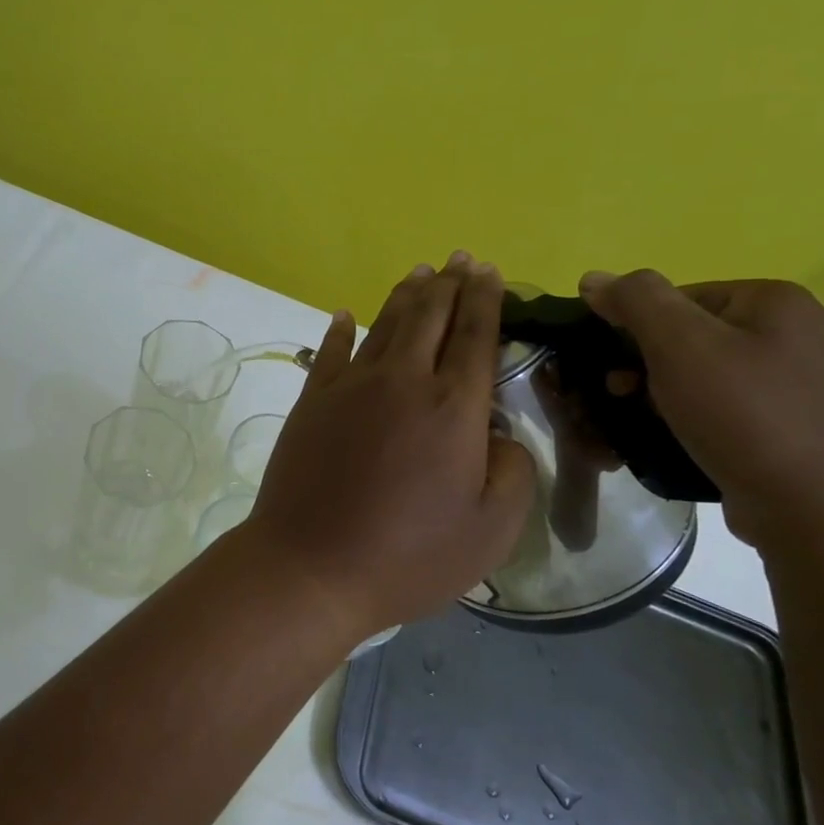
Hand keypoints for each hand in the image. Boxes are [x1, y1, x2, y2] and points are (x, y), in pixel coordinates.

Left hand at [243, 252, 536, 637]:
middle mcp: (402, 381)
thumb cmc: (409, 555)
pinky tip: (345, 315)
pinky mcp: (312, 401)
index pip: (475, 335)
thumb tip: (499, 435)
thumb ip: (512, 472)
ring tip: (420, 273)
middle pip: (429, 317)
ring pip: (384, 325)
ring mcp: (350, 386)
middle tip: (459, 258)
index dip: (485, 299)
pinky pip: (330, 352)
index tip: (490, 270)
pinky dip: (341, 329)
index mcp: (453, 407)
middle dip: (449, 283)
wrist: (311, 565)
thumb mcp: (491, 530)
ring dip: (405, 296)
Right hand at [577, 270, 823, 545]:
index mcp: (776, 301)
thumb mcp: (680, 345)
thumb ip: (635, 301)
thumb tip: (594, 278)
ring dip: (664, 399)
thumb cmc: (748, 417)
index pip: (677, 298)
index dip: (634, 331)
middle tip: (623, 400)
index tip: (616, 370)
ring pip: (706, 378)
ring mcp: (806, 385)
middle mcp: (799, 334)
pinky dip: (696, 424)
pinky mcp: (800, 429)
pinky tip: (682, 446)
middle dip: (646, 368)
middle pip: (691, 337)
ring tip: (646, 429)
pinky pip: (729, 413)